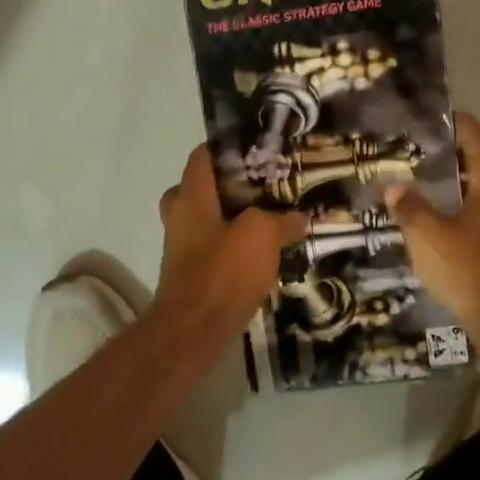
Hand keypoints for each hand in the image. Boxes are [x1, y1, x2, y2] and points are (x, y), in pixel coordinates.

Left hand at [151, 146, 307, 344]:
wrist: (194, 331)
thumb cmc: (222, 272)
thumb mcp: (261, 236)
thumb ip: (280, 221)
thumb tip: (299, 218)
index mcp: (191, 198)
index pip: (201, 157)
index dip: (225, 147)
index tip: (255, 147)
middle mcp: (181, 218)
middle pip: (201, 189)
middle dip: (230, 186)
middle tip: (263, 186)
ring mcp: (183, 249)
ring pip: (209, 221)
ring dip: (234, 219)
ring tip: (271, 219)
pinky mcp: (192, 275)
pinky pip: (214, 249)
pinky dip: (234, 247)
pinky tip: (264, 254)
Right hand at [387, 112, 479, 335]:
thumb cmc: (468, 268)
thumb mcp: (427, 236)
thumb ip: (410, 207)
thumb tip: (394, 187)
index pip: (477, 135)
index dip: (453, 125)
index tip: (428, 126)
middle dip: (478, 149)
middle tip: (446, 159)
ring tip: (451, 187)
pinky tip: (463, 217)